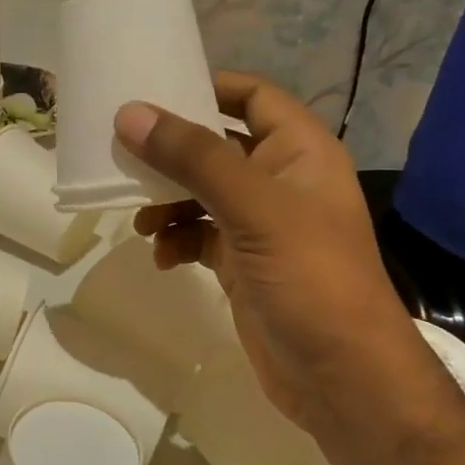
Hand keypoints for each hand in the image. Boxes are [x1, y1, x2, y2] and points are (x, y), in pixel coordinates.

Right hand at [115, 72, 441, 432]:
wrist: (340, 376)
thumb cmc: (310, 278)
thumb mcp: (254, 209)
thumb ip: (194, 159)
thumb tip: (130, 113)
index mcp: (300, 153)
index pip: (254, 97)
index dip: (209, 87)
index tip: (153, 92)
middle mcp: (282, 181)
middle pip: (218, 146)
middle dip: (172, 153)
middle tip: (124, 157)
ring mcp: (261, 226)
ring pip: (202, 194)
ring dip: (168, 202)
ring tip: (142, 222)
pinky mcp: (242, 264)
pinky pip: (199, 236)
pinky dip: (177, 241)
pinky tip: (163, 258)